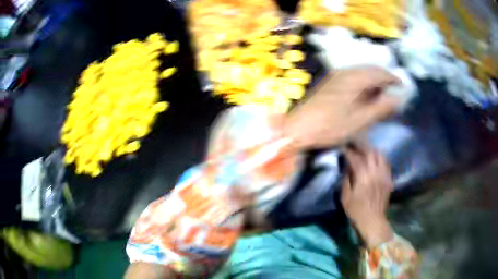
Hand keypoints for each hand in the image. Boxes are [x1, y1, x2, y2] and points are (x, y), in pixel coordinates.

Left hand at [283, 66, 399, 150]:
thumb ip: (381, 109)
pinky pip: (352, 78)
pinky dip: (362, 84)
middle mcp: (344, 72)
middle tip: (393, 90)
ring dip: (373, 81)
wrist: (297, 128)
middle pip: (370, 70)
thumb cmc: (330, 127)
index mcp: (354, 79)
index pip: (379, 73)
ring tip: (381, 94)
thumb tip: (398, 99)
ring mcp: (335, 76)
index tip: (402, 86)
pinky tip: (364, 94)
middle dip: (383, 79)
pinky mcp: (329, 83)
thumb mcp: (359, 121)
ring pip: (361, 73)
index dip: (392, 78)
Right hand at [341, 143, 392, 247]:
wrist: (373, 221)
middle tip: (353, 143)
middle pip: (369, 152)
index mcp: (363, 176)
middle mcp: (375, 172)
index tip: (343, 148)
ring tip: (365, 149)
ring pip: (380, 155)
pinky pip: (386, 163)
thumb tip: (346, 167)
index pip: (355, 158)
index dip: (348, 152)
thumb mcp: (345, 197)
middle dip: (360, 145)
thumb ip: (345, 179)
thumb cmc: (356, 211)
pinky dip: (379, 158)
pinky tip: (375, 159)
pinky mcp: (388, 179)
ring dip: (371, 149)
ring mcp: (384, 174)